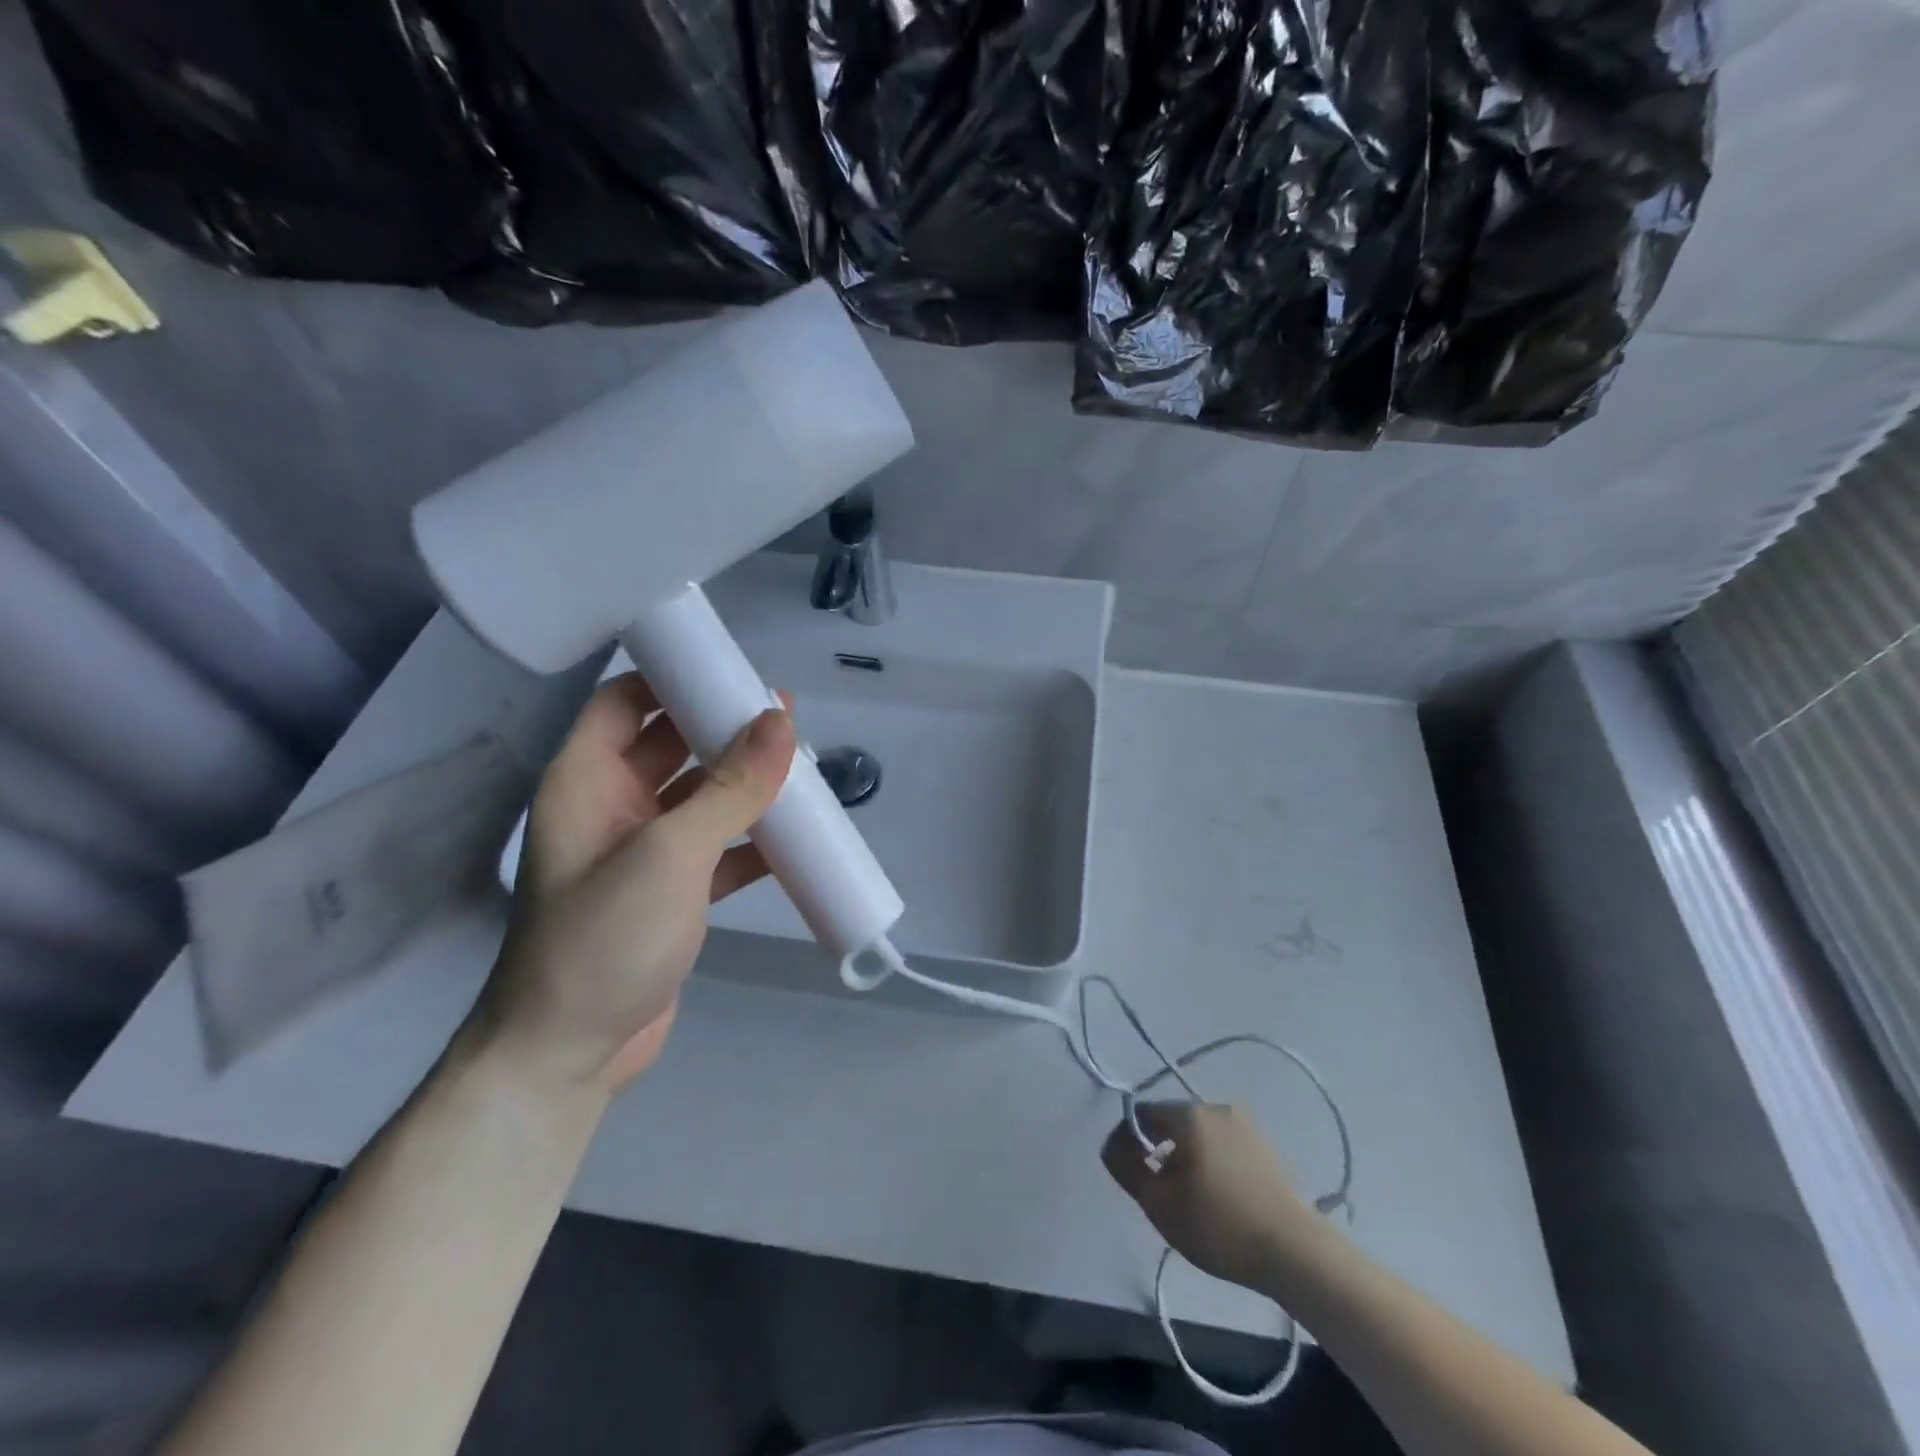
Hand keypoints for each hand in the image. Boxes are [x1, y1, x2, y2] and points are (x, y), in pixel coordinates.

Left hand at [473, 674, 795, 1092]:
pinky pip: (718, 848)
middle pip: (671, 744)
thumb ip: (730, 787)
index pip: (624, 702)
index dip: (672, 677)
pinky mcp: (672, 893)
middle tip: (786, 717)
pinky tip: (796, 839)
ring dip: (746, 784)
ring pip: (701, 797)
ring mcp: (642, 852)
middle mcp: (611, 806)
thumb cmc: (603, 939)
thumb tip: (781, 719)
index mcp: (587, 780)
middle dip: (724, 729)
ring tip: (802, 769)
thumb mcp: (670, 853)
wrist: (571, 1054)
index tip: (732, 669)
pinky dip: (753, 840)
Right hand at [1102, 1102, 1319, 1290]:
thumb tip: (1110, 1145)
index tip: (1131, 1175)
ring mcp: (1245, 1125)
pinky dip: (1212, 1162)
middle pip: (1171, 1121)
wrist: (1296, 1252)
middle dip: (1158, 1150)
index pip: (1142, 1113)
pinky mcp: (1266, 1146)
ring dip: (1186, 1157)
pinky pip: (1223, 1145)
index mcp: (1188, 1113)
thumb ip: (1126, 1168)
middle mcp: (1216, 1107)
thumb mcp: (1160, 1204)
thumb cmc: (1220, 1226)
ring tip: (1190, 1199)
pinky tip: (1219, 1198)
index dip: (1128, 1140)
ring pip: (1199, 1134)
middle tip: (1159, 1192)